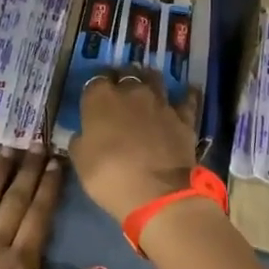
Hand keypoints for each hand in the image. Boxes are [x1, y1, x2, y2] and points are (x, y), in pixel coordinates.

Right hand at [68, 74, 198, 221]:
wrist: (157, 194)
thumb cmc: (109, 176)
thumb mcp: (80, 162)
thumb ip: (81, 141)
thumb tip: (84, 134)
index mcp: (100, 98)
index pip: (95, 81)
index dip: (95, 89)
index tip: (95, 99)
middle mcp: (131, 92)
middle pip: (126, 74)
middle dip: (122, 79)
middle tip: (120, 91)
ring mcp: (160, 103)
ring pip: (155, 79)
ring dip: (149, 81)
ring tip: (147, 88)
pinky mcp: (184, 118)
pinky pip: (186, 100)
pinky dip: (185, 96)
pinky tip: (187, 92)